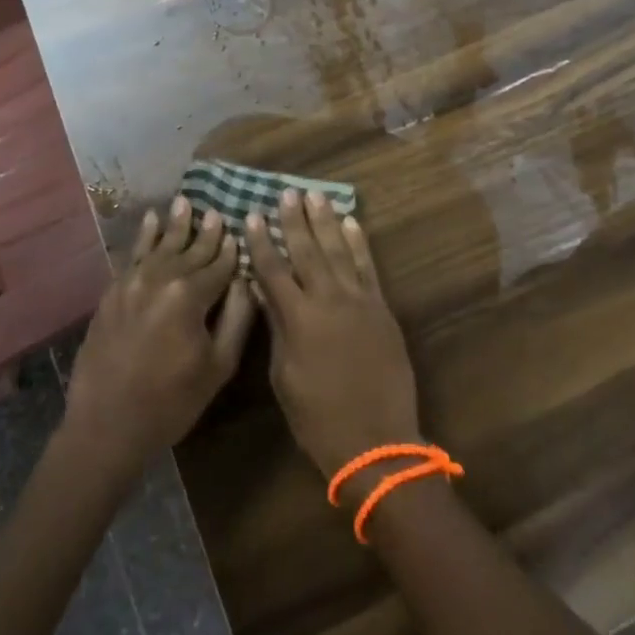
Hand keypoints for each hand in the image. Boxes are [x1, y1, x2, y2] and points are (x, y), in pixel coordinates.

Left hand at [63, 199, 255, 475]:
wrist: (105, 426)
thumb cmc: (171, 402)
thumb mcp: (218, 366)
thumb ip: (238, 317)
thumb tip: (247, 280)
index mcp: (190, 295)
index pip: (219, 264)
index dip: (232, 250)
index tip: (241, 232)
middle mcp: (161, 278)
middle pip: (191, 250)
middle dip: (207, 232)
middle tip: (218, 212)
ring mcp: (132, 282)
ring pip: (161, 245)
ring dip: (176, 224)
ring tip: (185, 201)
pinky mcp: (112, 292)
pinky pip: (133, 255)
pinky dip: (144, 236)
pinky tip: (151, 219)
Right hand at [245, 190, 420, 481]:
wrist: (377, 441)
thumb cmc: (318, 418)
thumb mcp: (284, 377)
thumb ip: (278, 328)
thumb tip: (265, 292)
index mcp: (298, 319)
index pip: (273, 270)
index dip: (262, 242)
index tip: (253, 215)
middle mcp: (328, 300)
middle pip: (307, 251)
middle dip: (294, 220)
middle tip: (286, 193)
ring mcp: (358, 300)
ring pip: (339, 250)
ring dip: (326, 221)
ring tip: (316, 195)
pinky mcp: (381, 307)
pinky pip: (368, 267)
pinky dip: (359, 243)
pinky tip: (351, 223)